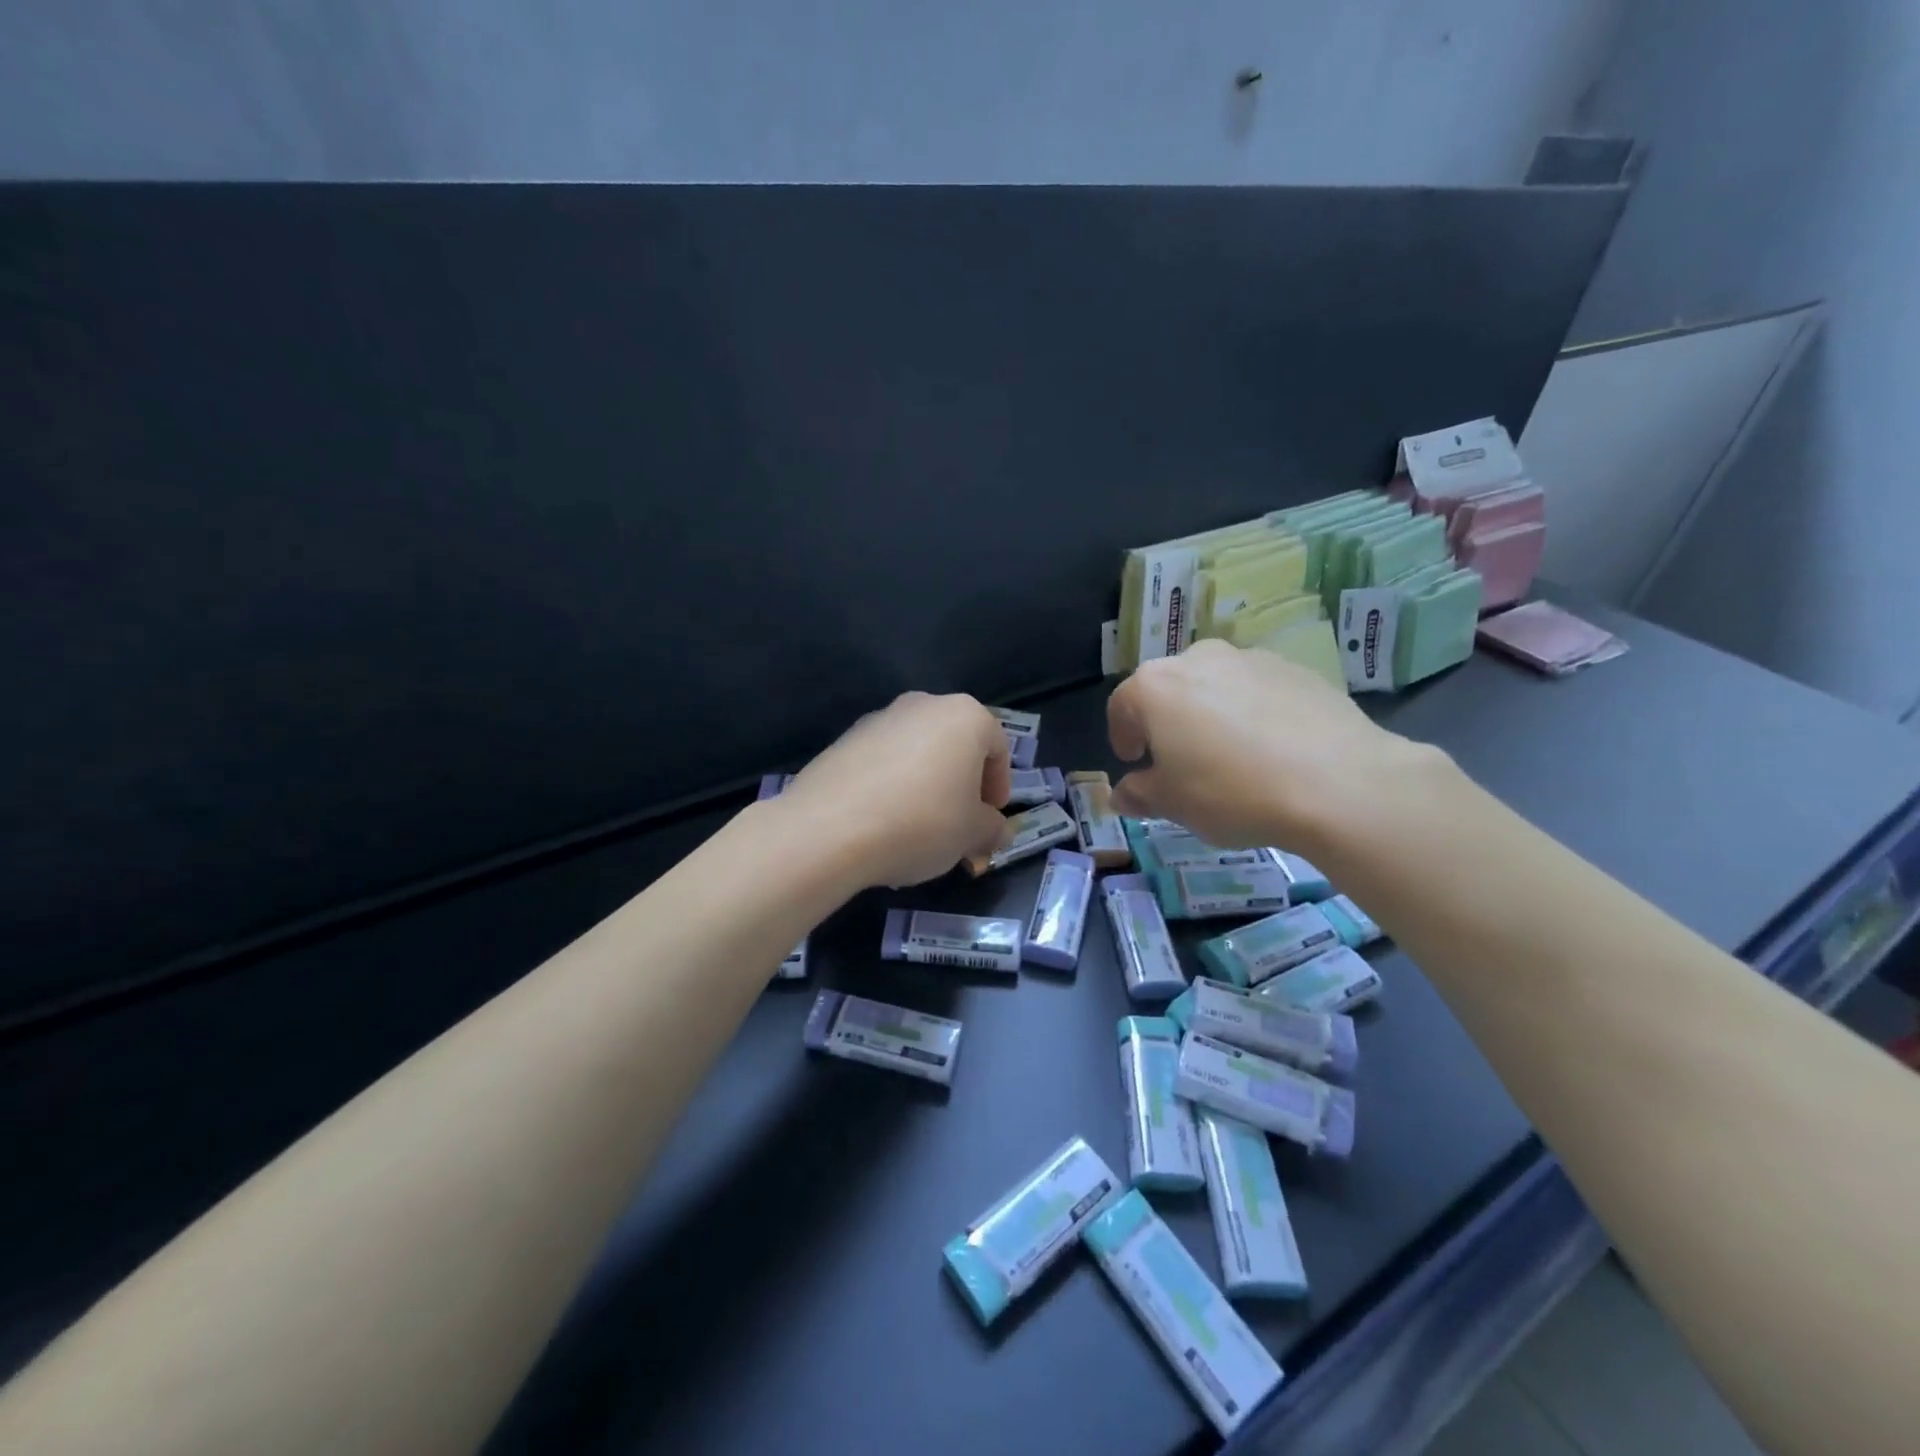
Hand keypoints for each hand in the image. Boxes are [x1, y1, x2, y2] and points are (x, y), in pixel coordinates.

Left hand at [783, 692, 1012, 887]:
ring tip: (918, 831)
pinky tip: (883, 825)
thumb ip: (992, 829)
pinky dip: (891, 787)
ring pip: (917, 754)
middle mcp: (923, 705)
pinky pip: (882, 763)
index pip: (997, 747)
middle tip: (959, 825)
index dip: (1000, 786)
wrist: (831, 828)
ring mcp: (879, 719)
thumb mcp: (971, 834)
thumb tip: (998, 832)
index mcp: (964, 716)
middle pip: (955, 746)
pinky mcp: (843, 740)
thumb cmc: (922, 822)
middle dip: (961, 786)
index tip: (991, 818)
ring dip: (926, 786)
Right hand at [1106, 639, 1441, 849]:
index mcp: (1155, 686)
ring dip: (1211, 713)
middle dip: (1167, 721)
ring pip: (1216, 685)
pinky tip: (1272, 750)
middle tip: (1180, 760)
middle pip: (1169, 688)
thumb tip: (1123, 794)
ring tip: (1231, 756)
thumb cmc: (1232, 792)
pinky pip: (1258, 690)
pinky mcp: (1296, 669)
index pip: (1122, 705)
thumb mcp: (1173, 805)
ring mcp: (1251, 658)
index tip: (1134, 761)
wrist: (1336, 783)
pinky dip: (1254, 712)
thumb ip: (1140, 794)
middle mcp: (1198, 659)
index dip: (1122, 735)